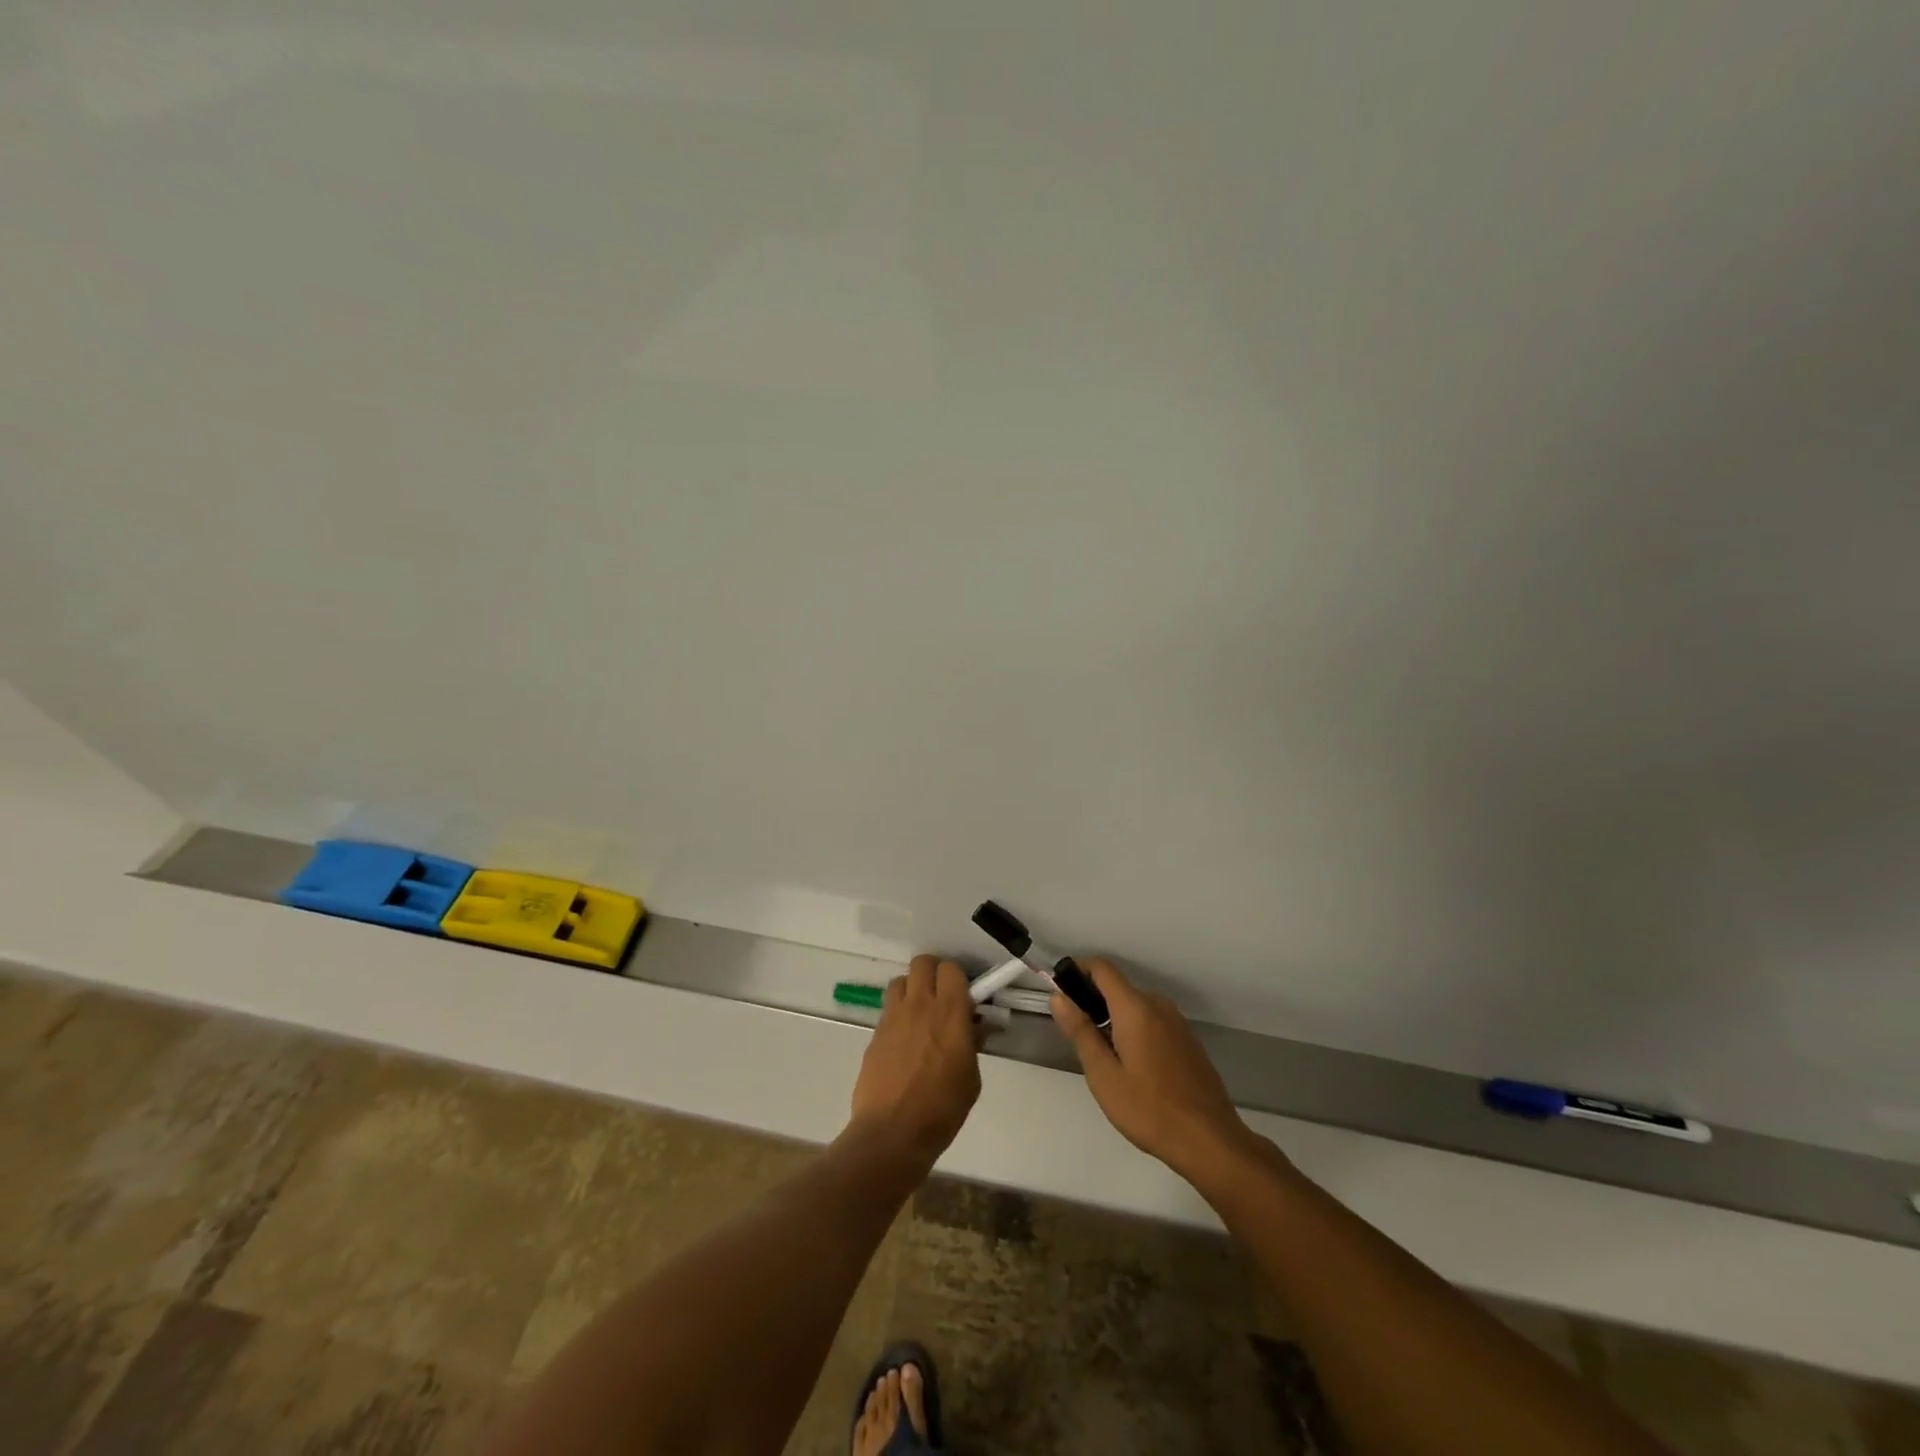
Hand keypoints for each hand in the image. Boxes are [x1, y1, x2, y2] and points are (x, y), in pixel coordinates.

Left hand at [848, 956, 981, 1162]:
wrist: (893, 1132)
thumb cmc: (942, 1108)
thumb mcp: (971, 1078)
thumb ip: (972, 1044)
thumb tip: (974, 1028)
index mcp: (950, 1013)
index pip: (951, 969)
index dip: (957, 978)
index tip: (963, 997)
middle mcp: (920, 1005)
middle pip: (922, 963)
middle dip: (933, 973)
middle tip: (941, 996)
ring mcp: (893, 1017)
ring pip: (900, 981)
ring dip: (911, 990)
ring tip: (919, 1014)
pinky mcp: (875, 1033)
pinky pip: (888, 1008)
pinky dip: (897, 1015)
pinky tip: (903, 1041)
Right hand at [1051, 959, 1263, 1185]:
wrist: (1210, 1141)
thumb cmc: (1149, 1109)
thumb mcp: (1103, 1075)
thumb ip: (1080, 1031)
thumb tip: (1058, 997)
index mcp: (1135, 1008)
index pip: (1102, 967)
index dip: (1078, 970)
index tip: (1062, 992)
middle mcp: (1158, 1005)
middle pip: (1118, 987)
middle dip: (1094, 1002)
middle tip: (1081, 1040)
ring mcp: (1177, 1022)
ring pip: (1135, 1006)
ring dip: (1115, 1019)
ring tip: (1106, 1061)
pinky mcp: (1187, 1039)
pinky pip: (1152, 1021)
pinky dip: (1135, 1030)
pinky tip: (1135, 1068)